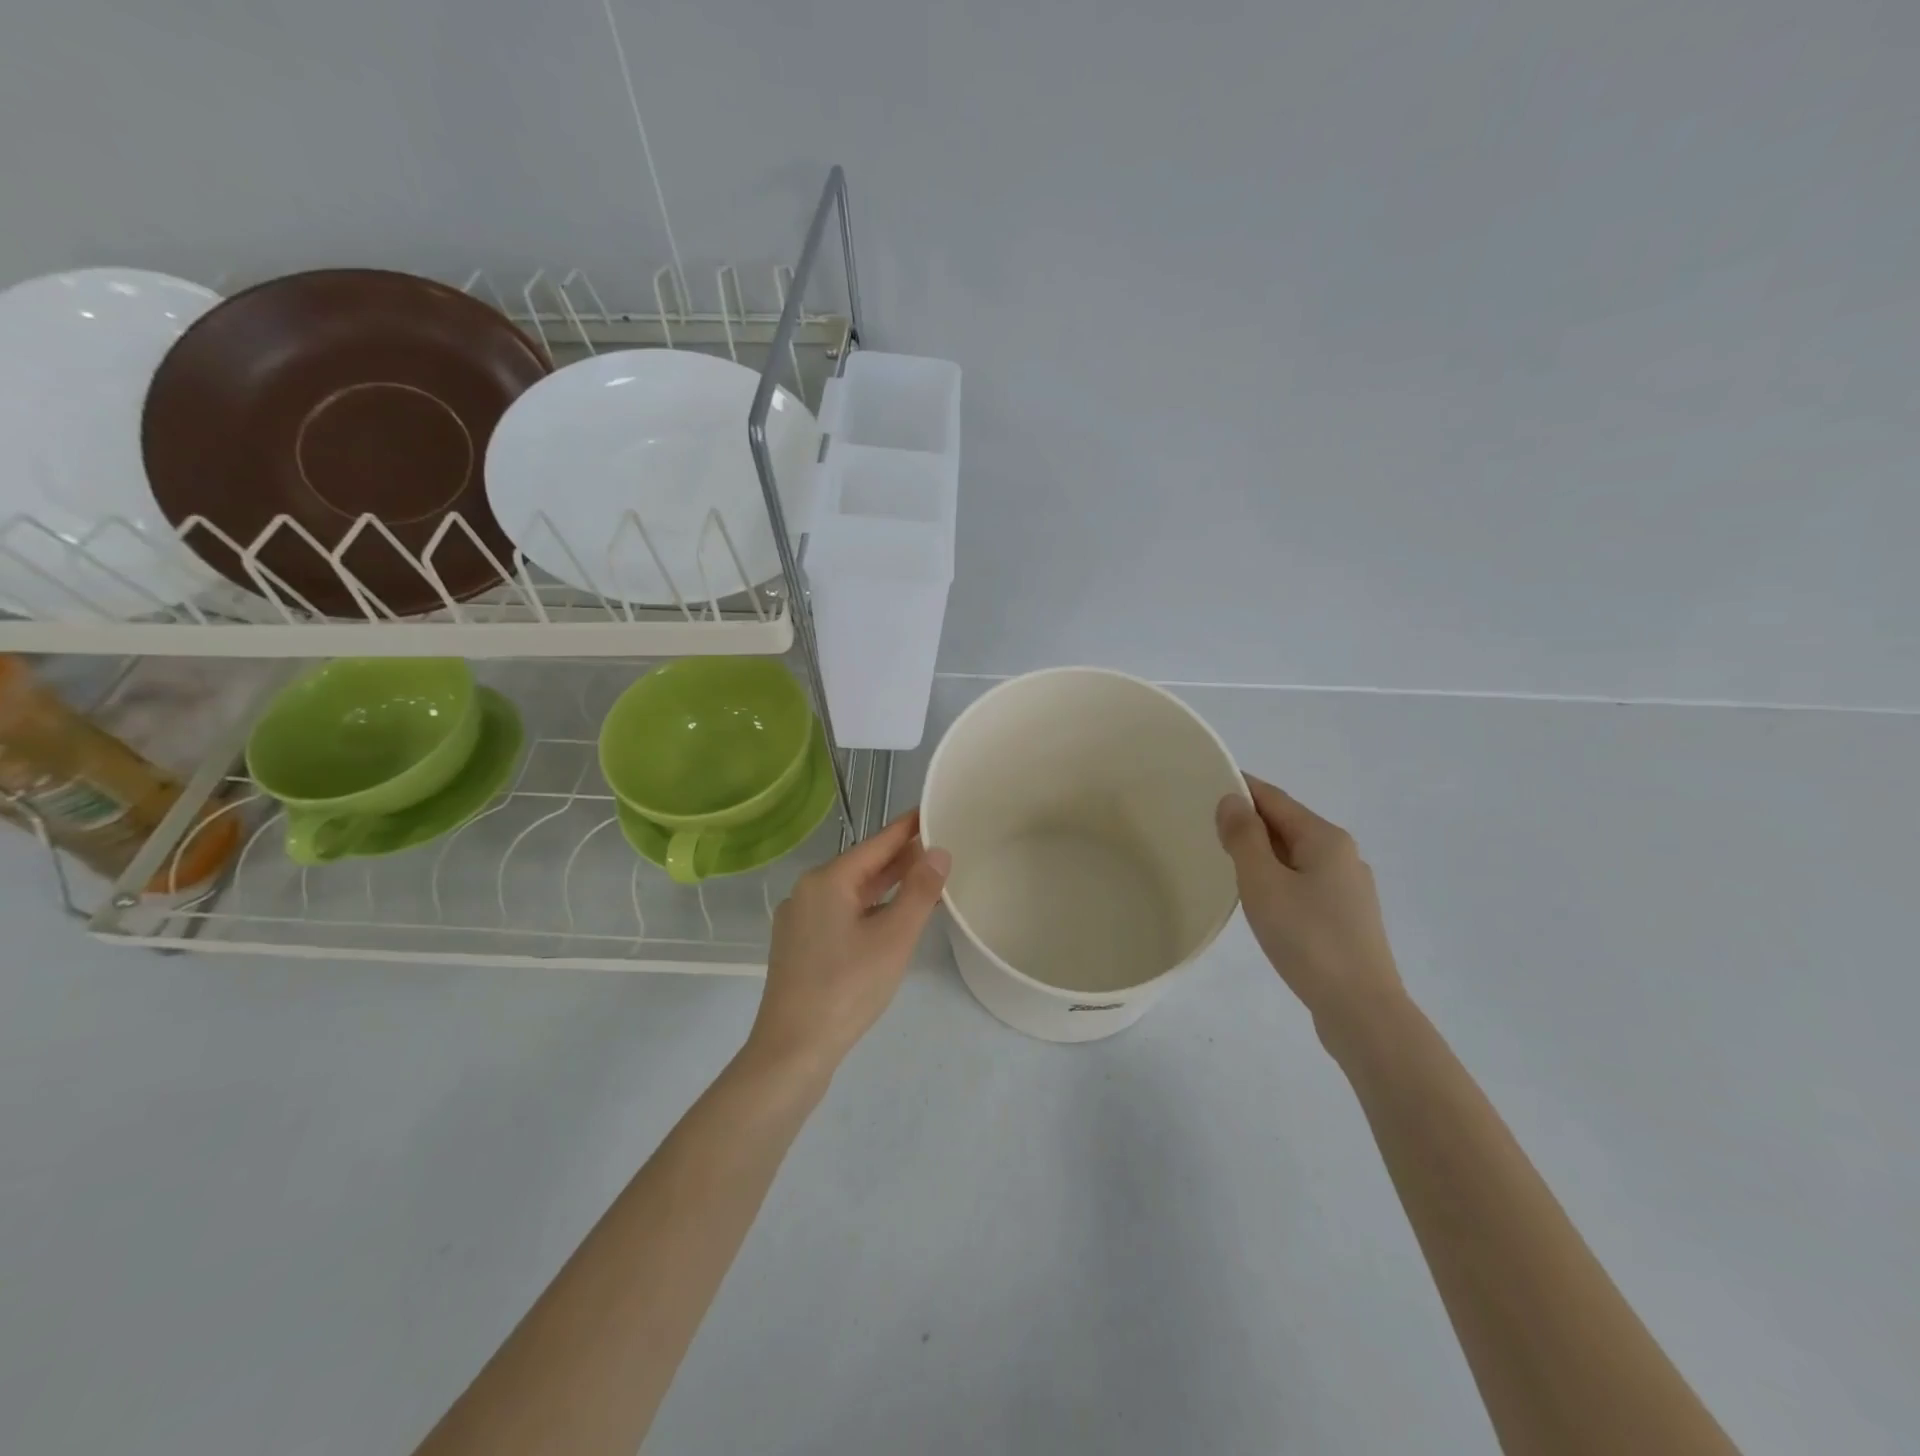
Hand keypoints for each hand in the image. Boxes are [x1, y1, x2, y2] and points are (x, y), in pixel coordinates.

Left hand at [747, 809, 950, 1078]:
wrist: (792, 1051)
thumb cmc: (847, 988)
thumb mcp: (894, 937)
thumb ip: (920, 891)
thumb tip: (938, 851)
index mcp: (827, 880)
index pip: (876, 843)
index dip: (907, 828)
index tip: (931, 810)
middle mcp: (807, 892)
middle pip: (863, 866)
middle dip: (900, 859)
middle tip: (940, 847)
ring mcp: (800, 920)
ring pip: (852, 893)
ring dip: (887, 887)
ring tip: (924, 880)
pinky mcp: (800, 947)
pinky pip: (842, 914)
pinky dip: (870, 909)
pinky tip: (891, 920)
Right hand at [1215, 775, 1403, 1042]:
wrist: (1360, 1008)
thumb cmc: (1307, 938)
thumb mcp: (1263, 882)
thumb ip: (1244, 837)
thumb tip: (1233, 799)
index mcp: (1325, 838)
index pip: (1275, 798)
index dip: (1241, 787)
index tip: (1206, 782)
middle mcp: (1343, 855)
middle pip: (1287, 824)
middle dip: (1249, 820)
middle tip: (1205, 823)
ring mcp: (1349, 888)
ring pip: (1296, 855)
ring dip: (1262, 851)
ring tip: (1225, 859)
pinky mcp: (1347, 917)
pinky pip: (1303, 881)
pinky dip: (1277, 877)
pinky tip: (1260, 898)